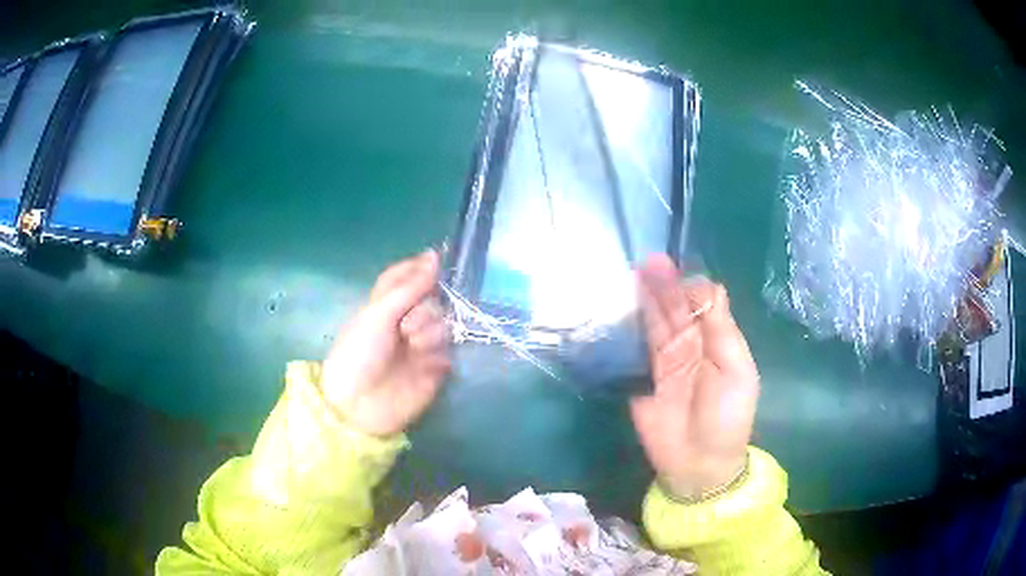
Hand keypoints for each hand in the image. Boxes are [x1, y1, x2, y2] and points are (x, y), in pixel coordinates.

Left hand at [321, 250, 450, 436]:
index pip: (406, 278)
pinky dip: (439, 356)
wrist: (358, 406)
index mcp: (384, 306)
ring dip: (430, 334)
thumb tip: (434, 255)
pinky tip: (428, 366)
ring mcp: (420, 348)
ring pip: (443, 326)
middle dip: (424, 311)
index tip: (437, 261)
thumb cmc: (359, 354)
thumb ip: (409, 287)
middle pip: (431, 302)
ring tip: (414, 350)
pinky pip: (450, 353)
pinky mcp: (434, 372)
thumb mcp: (378, 314)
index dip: (419, 269)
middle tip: (407, 328)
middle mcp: (404, 324)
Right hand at [631, 254, 759, 498]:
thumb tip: (711, 286)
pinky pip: (634, 347)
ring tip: (634, 273)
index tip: (679, 276)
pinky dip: (627, 327)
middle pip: (675, 308)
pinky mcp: (640, 378)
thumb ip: (721, 331)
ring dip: (646, 299)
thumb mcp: (736, 372)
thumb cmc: (727, 417)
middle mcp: (689, 344)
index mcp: (716, 340)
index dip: (690, 287)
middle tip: (649, 262)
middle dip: (664, 285)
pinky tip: (620, 309)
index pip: (702, 302)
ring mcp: (663, 361)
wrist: (699, 463)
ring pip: (654, 322)